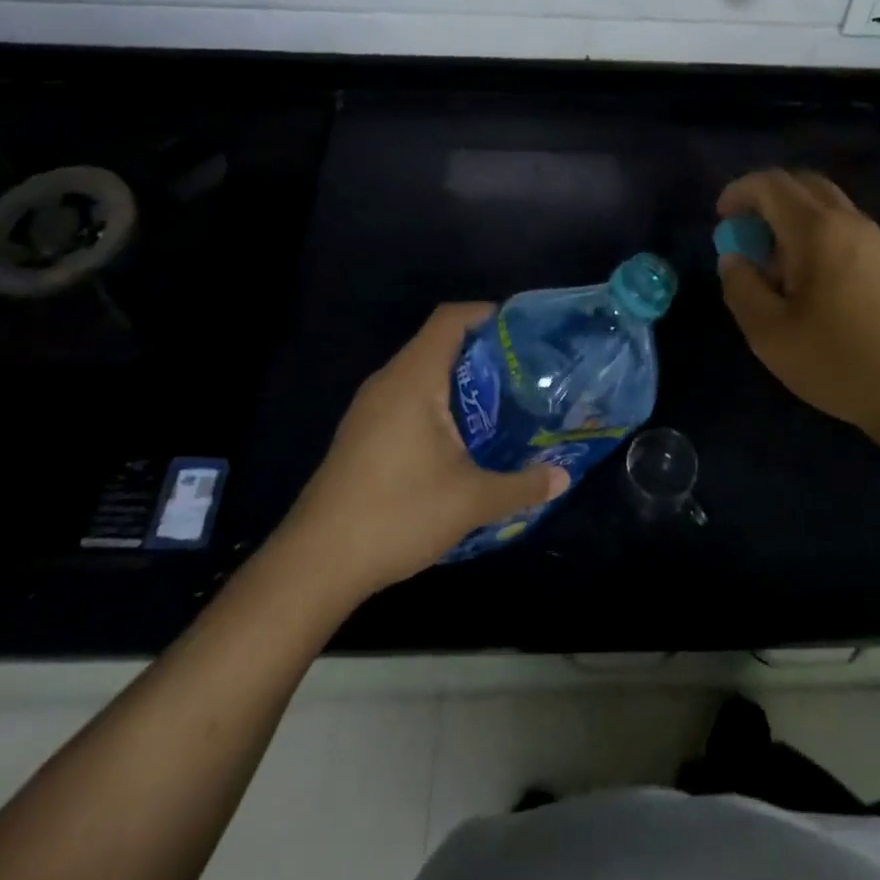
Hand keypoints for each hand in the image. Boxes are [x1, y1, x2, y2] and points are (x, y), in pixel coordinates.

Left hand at [285, 303, 568, 593]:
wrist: (315, 564)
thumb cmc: (397, 514)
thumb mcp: (471, 501)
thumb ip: (522, 485)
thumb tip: (564, 477)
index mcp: (414, 379)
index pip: (450, 319)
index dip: (487, 314)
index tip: (523, 331)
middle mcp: (388, 382)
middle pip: (437, 343)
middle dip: (482, 352)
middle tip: (524, 372)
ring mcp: (369, 410)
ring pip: (421, 374)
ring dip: (459, 381)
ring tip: (501, 403)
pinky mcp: (361, 435)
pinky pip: (406, 399)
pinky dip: (437, 404)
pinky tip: (460, 440)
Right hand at [717, 170, 879, 438]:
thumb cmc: (839, 361)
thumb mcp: (769, 333)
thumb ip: (741, 287)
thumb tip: (733, 258)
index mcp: (816, 230)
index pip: (771, 184)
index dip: (739, 192)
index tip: (721, 219)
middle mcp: (848, 221)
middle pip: (802, 184)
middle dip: (766, 198)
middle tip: (746, 233)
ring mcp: (874, 239)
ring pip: (825, 203)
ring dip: (791, 216)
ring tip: (774, 263)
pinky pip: (842, 225)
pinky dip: (814, 232)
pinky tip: (808, 279)